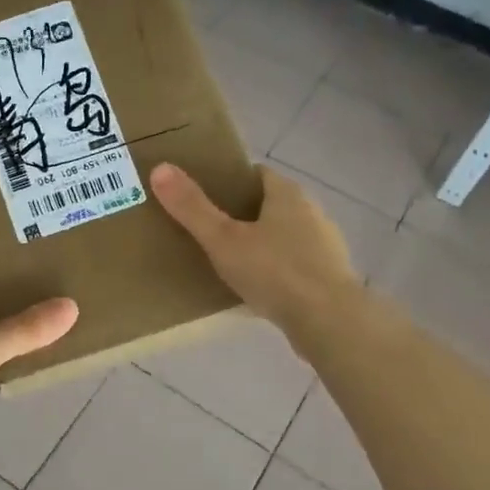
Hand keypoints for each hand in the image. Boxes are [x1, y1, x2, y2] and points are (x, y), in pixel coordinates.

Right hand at [150, 162, 357, 341]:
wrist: (329, 321)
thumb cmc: (275, 272)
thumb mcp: (223, 240)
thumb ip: (192, 208)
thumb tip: (160, 168)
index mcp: (288, 194)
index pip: (257, 174)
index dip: (231, 181)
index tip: (206, 196)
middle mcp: (312, 212)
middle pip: (271, 204)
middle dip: (243, 214)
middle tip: (210, 230)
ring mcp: (325, 245)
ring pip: (285, 235)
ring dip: (262, 244)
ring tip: (230, 261)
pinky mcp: (329, 277)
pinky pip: (295, 264)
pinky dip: (277, 270)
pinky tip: (258, 289)